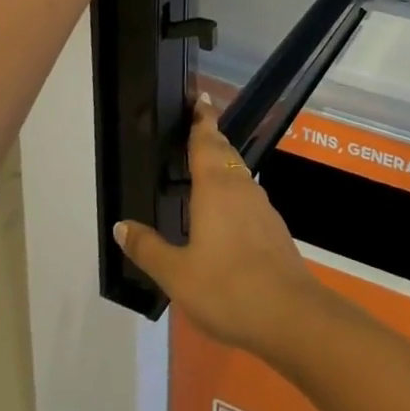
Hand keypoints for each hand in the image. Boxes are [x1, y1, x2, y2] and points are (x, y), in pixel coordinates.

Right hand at [115, 100, 325, 355]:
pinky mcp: (272, 225)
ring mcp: (261, 205)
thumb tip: (121, 225)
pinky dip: (233, 187)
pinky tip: (225, 209)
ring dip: (223, 162)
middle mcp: (240, 187)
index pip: (206, 141)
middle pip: (224, 152)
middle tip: (196, 127)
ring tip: (206, 164)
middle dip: (211, 137)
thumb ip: (148, 248)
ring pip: (238, 172)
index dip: (202, 119)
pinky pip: (247, 193)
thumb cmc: (227, 288)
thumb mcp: (177, 274)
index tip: (200, 98)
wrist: (289, 312)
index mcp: (215, 188)